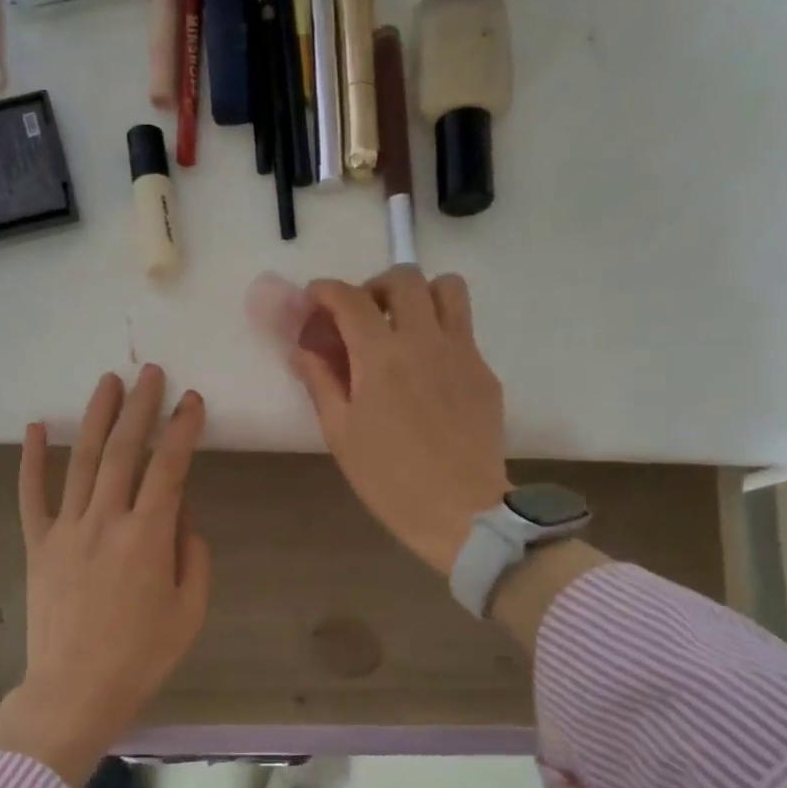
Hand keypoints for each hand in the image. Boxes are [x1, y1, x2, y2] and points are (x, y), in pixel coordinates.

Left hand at [0, 366, 211, 787]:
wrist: (74, 692)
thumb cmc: (142, 657)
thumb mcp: (190, 611)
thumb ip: (193, 555)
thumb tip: (182, 515)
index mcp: (148, 537)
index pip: (170, 468)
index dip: (183, 430)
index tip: (193, 401)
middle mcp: (106, 521)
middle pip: (125, 451)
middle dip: (141, 407)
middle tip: (151, 372)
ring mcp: (66, 530)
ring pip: (83, 461)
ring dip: (97, 418)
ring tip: (110, 382)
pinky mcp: (38, 546)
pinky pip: (32, 495)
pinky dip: (32, 460)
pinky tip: (37, 427)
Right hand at [291, 267, 510, 577]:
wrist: (460, 510)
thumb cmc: (389, 478)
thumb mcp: (340, 433)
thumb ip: (320, 381)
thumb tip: (302, 349)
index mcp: (381, 356)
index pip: (350, 298)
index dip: (326, 291)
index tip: (315, 300)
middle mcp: (425, 340)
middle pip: (404, 277)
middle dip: (375, 286)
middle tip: (363, 316)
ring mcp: (462, 352)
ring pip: (447, 288)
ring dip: (419, 295)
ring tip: (403, 326)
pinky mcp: (484, 371)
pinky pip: (464, 329)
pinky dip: (440, 330)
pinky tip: (428, 370)